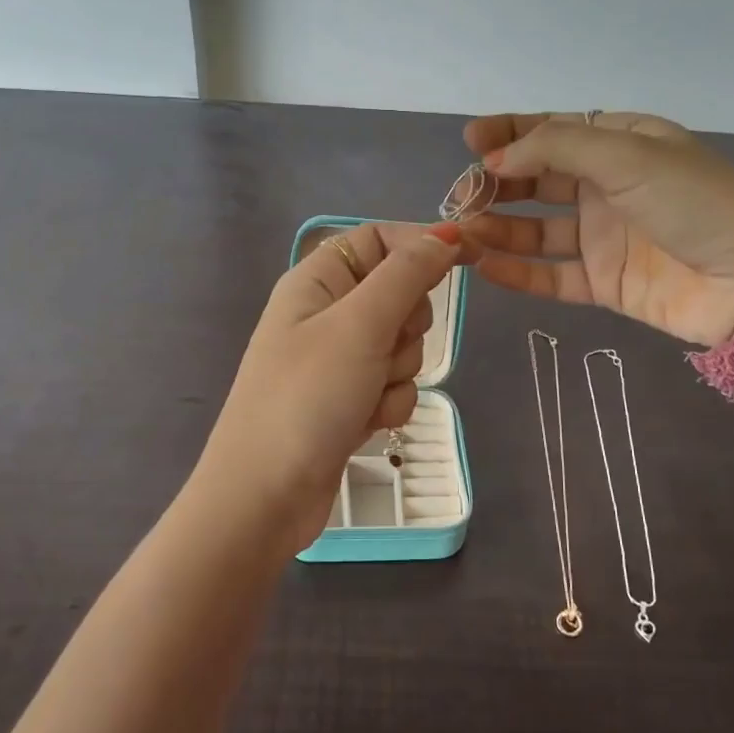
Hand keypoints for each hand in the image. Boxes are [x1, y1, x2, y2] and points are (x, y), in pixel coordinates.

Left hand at [197, 220, 472, 555]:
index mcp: (317, 280)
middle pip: (398, 294)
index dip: (421, 243)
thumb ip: (407, 275)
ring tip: (364, 394)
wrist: (264, 497)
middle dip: (405, 324)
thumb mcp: (360, 325)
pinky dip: (388, 403)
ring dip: (397, 371)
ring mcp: (337, 361)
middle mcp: (326, 314)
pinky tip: (364, 423)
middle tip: (383, 345)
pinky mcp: (348, 401)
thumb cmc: (307, 398)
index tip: (469, 255)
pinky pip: (393, 385)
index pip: (378, 239)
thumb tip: (444, 235)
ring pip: (402, 345)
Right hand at [463, 112, 733, 344]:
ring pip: (538, 230)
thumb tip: (496, 160)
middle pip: (539, 180)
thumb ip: (557, 147)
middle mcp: (610, 187)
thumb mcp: (628, 155)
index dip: (510, 134)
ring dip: (500, 228)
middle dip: (497, 185)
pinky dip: (518, 272)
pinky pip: (551, 274)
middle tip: (460, 197)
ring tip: (463, 233)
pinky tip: (485, 267)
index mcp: (623, 144)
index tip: (470, 143)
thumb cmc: (696, 203)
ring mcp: (607, 237)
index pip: (554, 131)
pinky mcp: (606, 282)